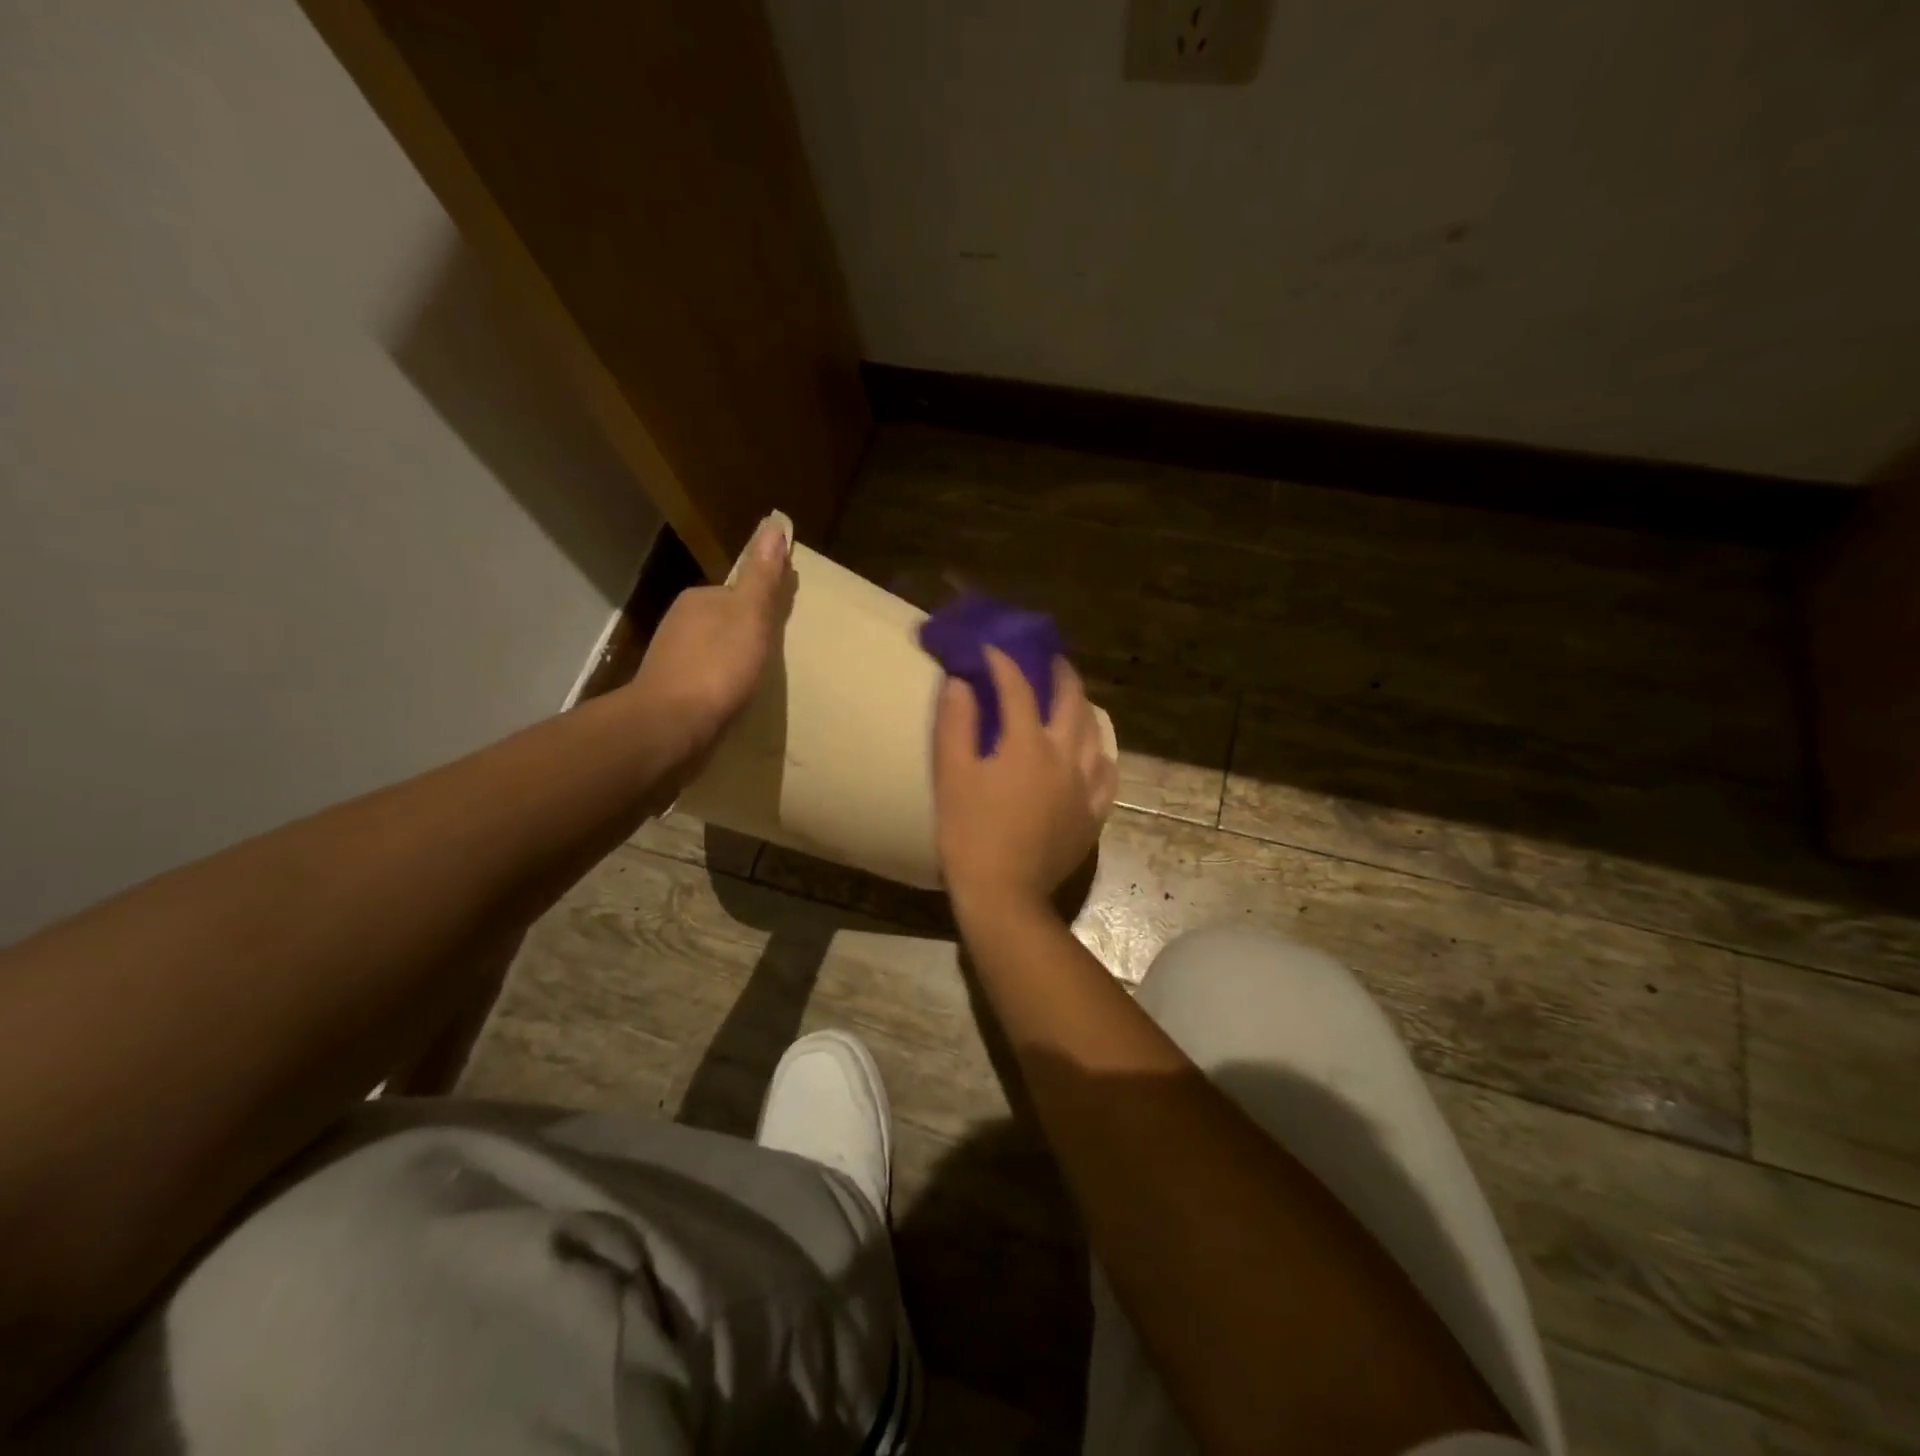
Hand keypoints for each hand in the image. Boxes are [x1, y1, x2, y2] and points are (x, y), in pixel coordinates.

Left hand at [623, 518, 795, 768]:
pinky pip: (704, 678)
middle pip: (725, 620)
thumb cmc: (718, 667)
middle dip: (747, 632)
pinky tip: (732, 699)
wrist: (670, 725)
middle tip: (776, 654)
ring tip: (758, 679)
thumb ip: (763, 578)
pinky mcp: (670, 691)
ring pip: (712, 650)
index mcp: (700, 599)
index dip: (763, 604)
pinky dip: (719, 684)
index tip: (784, 620)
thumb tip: (775, 526)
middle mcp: (680, 622)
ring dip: (732, 660)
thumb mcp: (751, 617)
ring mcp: (671, 658)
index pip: (738, 592)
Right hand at [934, 648, 1117, 916]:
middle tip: (1051, 661)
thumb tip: (961, 683)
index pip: (1019, 688)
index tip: (991, 649)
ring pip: (1096, 735)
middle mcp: (1065, 757)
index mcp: (1028, 744)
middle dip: (1061, 675)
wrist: (1003, 894)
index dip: (1003, 663)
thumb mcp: (951, 776)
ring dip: (1084, 710)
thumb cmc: (969, 833)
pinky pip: (1107, 775)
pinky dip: (1100, 756)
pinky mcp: (1092, 815)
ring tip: (1072, 703)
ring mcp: (1085, 787)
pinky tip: (1092, 756)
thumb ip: (956, 724)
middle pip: (1072, 702)